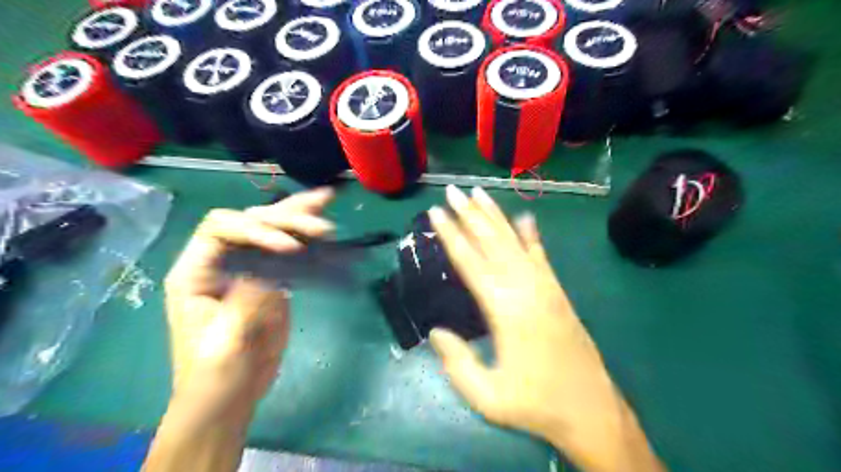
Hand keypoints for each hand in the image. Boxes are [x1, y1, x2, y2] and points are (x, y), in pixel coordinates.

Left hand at [162, 186, 332, 427]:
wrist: (231, 396)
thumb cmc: (216, 376)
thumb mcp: (226, 341)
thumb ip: (246, 299)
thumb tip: (272, 265)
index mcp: (196, 272)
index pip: (221, 228)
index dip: (256, 230)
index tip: (289, 248)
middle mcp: (221, 261)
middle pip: (252, 222)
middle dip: (286, 219)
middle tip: (322, 227)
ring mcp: (248, 268)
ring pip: (272, 230)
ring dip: (300, 215)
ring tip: (328, 199)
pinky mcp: (271, 279)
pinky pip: (289, 250)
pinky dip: (307, 236)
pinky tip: (324, 222)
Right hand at [428, 186, 664, 470]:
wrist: (591, 410)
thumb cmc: (535, 405)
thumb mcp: (487, 396)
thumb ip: (458, 362)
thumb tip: (435, 330)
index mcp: (505, 309)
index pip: (471, 262)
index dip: (451, 235)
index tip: (436, 212)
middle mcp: (526, 288)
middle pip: (492, 241)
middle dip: (470, 213)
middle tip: (453, 189)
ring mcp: (545, 287)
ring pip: (516, 241)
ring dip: (496, 215)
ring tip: (480, 193)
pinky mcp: (558, 292)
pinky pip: (541, 255)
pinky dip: (531, 235)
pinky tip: (526, 218)